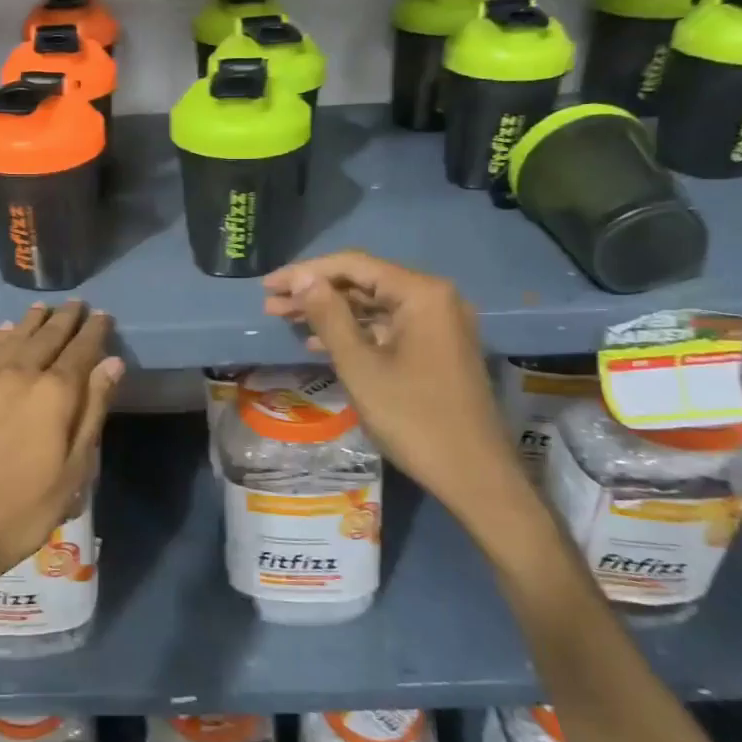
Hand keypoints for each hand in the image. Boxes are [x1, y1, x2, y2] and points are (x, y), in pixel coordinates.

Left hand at [0, 302, 123, 601]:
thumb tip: (112, 363)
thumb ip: (93, 410)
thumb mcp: (74, 470)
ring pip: (15, 339)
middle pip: (48, 337)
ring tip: (44, 308)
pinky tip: (6, 331)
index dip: (94, 332)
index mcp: (54, 394)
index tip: (103, 315)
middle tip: (78, 304)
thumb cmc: (24, 509)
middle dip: (65, 319)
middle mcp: (21, 375)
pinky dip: (2, 338)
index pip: (81, 351)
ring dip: (33, 321)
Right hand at [262, 250, 535, 532]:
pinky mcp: (437, 348)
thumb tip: (302, 279)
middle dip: (316, 292)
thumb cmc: (413, 418)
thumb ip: (329, 316)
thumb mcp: (360, 366)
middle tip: (270, 304)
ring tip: (285, 319)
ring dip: (331, 312)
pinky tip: (319, 343)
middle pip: (364, 282)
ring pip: (374, 306)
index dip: (306, 272)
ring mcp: (439, 325)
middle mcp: (435, 299)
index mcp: (421, 294)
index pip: (354, 265)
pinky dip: (354, 332)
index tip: (268, 285)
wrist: (473, 475)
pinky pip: (388, 328)